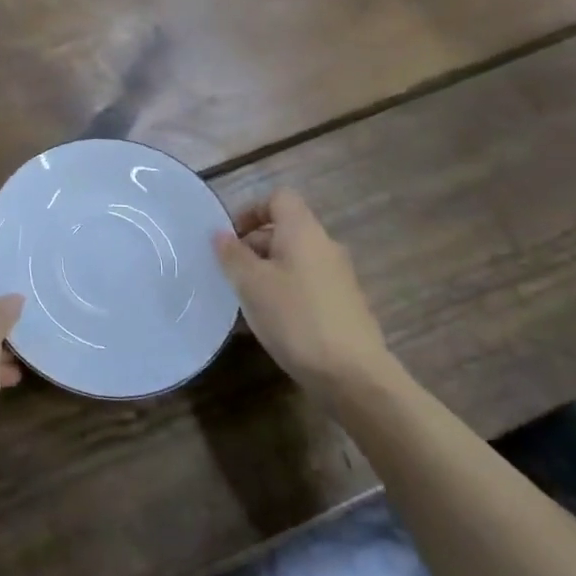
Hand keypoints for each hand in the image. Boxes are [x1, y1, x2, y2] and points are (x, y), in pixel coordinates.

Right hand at [213, 189, 392, 392]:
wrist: (354, 377)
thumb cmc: (296, 318)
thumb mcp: (251, 284)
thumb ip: (232, 255)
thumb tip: (220, 234)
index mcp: (303, 231)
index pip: (278, 198)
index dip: (251, 210)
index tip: (230, 237)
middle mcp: (324, 247)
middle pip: (283, 231)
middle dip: (252, 248)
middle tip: (229, 275)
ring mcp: (337, 278)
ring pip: (292, 262)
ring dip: (265, 275)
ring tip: (243, 304)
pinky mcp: (343, 307)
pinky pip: (304, 287)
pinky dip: (283, 296)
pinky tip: (267, 326)